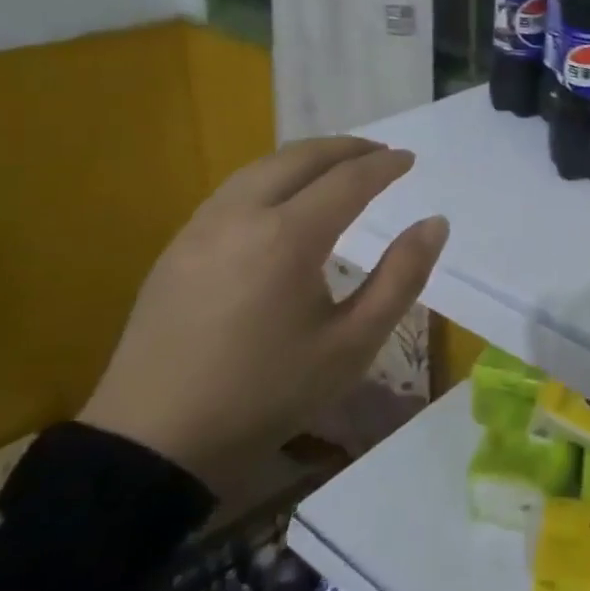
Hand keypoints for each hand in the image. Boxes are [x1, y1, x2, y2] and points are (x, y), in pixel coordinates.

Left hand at [80, 137, 447, 496]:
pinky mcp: (178, 245)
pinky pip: (234, 189)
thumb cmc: (267, 394)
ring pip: (262, 167)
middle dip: (346, 148)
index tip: (410, 159)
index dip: (384, 166)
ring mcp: (201, 227)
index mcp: (288, 237)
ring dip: (307, 157)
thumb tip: (435, 224)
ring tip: (338, 166)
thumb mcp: (352, 344)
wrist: (155, 441)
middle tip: (380, 153)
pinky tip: (284, 197)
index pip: (348, 180)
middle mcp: (241, 215)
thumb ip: (401, 277)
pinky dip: (272, 176)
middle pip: (300, 158)